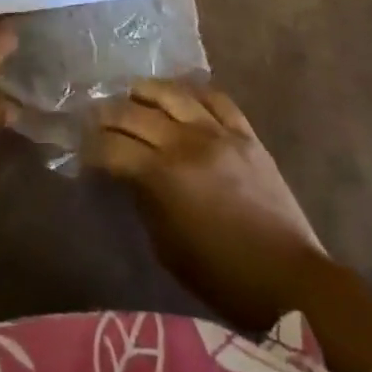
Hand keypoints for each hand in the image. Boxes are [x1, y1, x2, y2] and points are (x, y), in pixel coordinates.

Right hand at [86, 79, 322, 330]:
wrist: (289, 280)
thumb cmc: (222, 277)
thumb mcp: (168, 247)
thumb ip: (144, 201)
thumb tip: (128, 174)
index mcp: (163, 176)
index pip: (113, 148)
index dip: (92, 147)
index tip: (83, 150)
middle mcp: (186, 143)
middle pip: (135, 114)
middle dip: (108, 115)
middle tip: (96, 118)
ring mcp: (218, 132)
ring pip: (173, 93)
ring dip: (146, 91)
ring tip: (133, 95)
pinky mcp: (245, 133)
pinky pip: (215, 97)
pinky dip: (193, 90)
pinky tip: (181, 94)